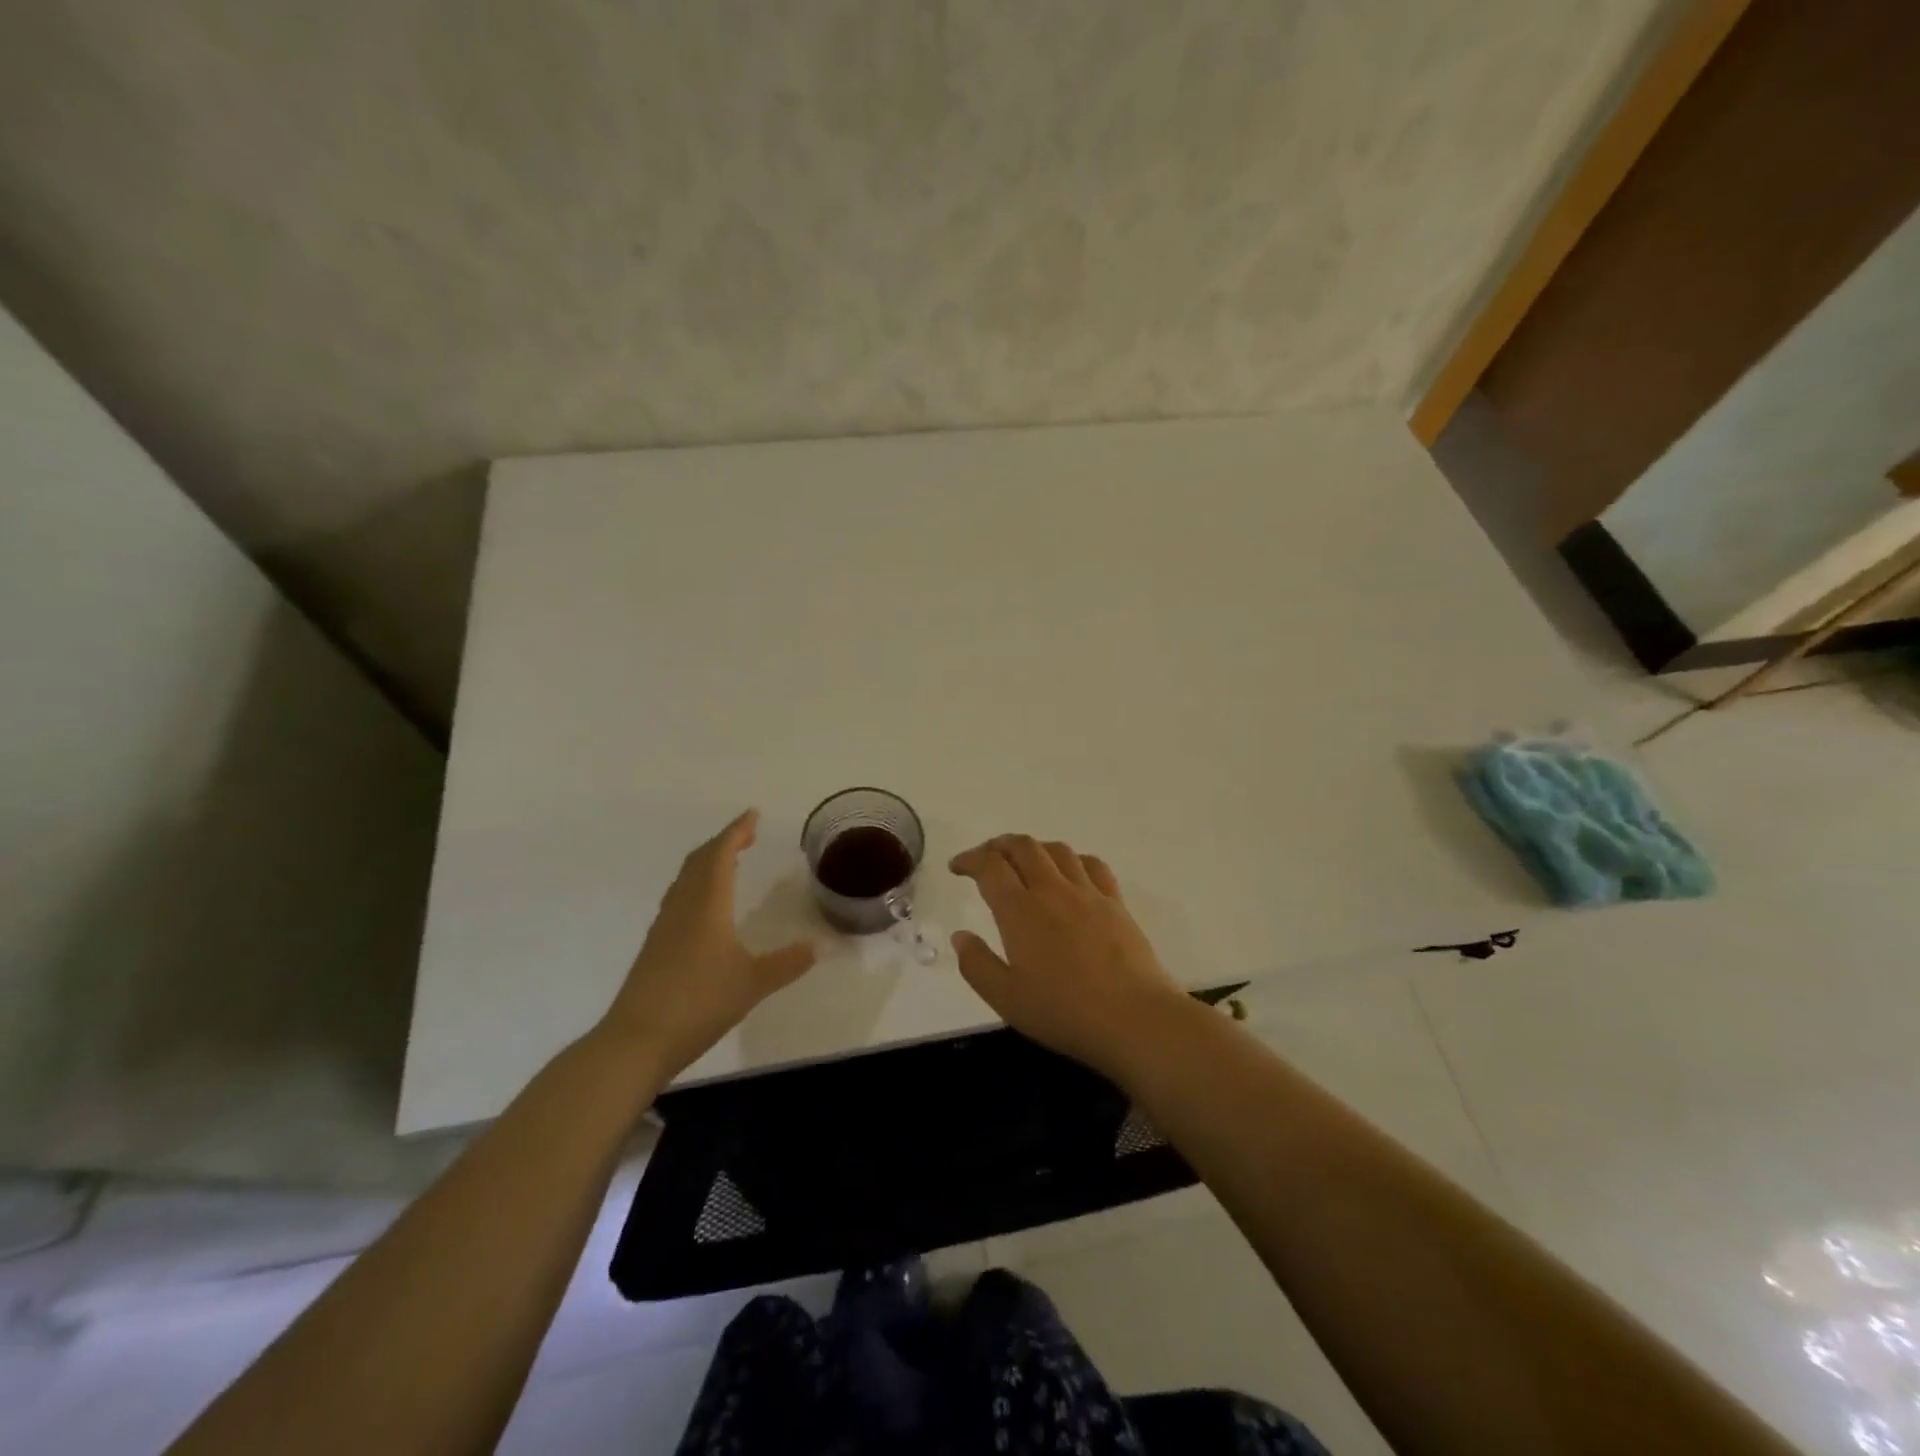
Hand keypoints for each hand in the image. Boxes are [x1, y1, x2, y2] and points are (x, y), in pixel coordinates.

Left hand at [603, 810, 816, 1078]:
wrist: (636, 1041)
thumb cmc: (698, 1003)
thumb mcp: (753, 983)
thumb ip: (789, 962)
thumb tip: (824, 945)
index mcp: (706, 905)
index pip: (720, 854)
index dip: (736, 831)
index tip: (752, 815)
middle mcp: (683, 907)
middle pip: (699, 861)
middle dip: (723, 842)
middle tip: (747, 835)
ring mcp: (665, 926)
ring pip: (686, 879)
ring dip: (708, 862)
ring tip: (730, 861)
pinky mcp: (656, 946)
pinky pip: (679, 898)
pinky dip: (697, 885)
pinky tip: (707, 906)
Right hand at [948, 835, 1190, 1079]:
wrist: (1134, 1018)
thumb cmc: (1064, 1012)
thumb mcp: (1006, 999)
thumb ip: (977, 965)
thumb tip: (960, 936)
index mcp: (1020, 911)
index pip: (989, 866)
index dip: (969, 859)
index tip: (957, 867)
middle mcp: (1052, 890)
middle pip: (1023, 846)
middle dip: (998, 845)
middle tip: (986, 858)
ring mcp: (1087, 893)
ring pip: (1057, 849)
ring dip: (1034, 847)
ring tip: (1024, 860)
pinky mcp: (1115, 902)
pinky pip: (1092, 864)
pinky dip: (1072, 859)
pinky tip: (1070, 872)